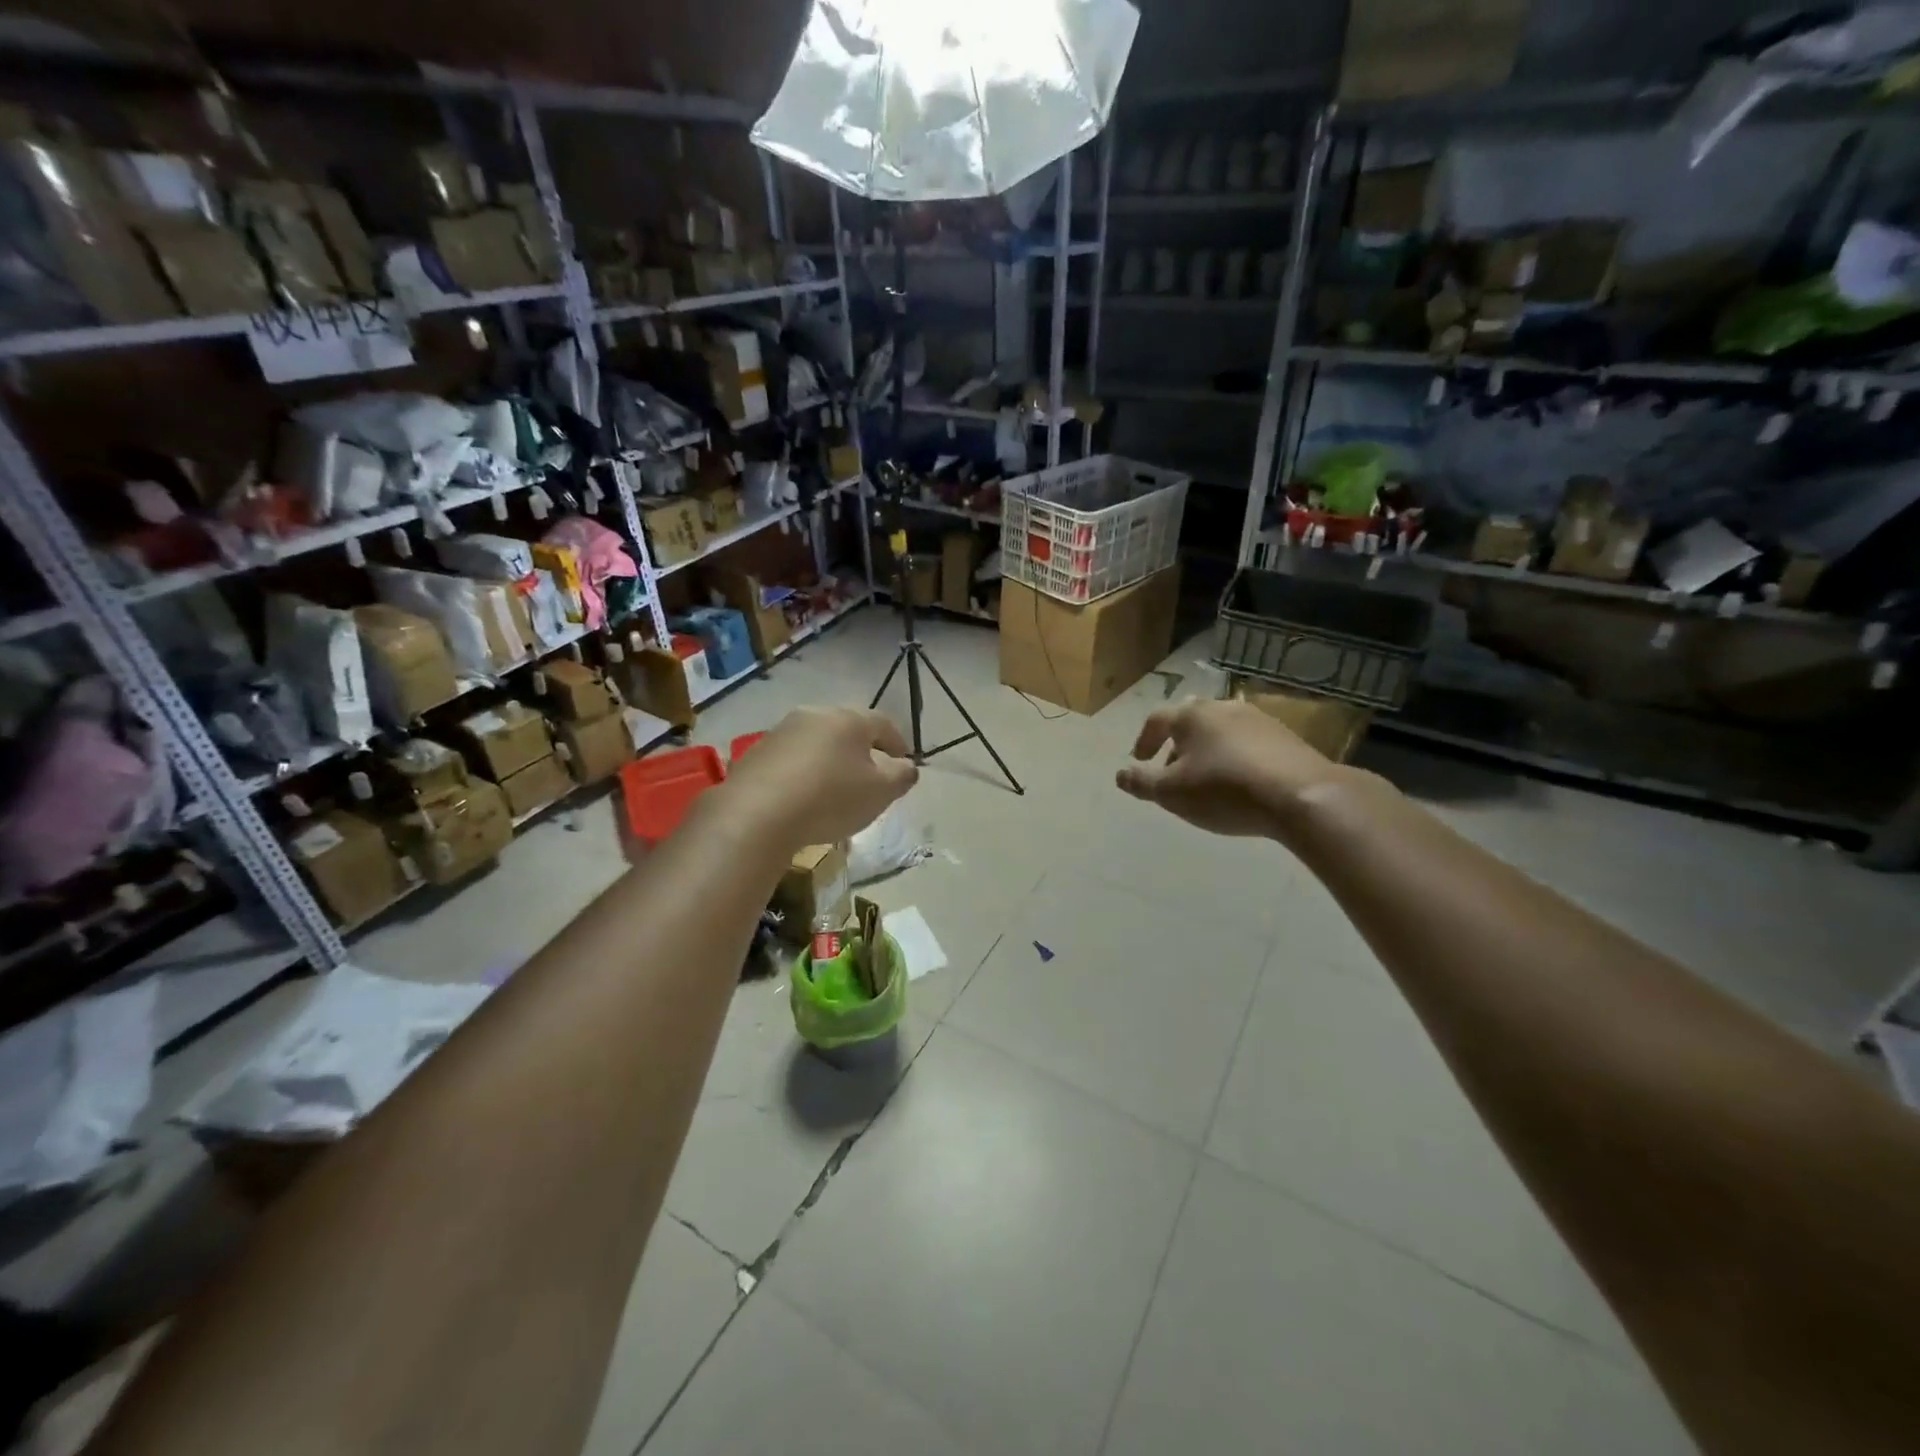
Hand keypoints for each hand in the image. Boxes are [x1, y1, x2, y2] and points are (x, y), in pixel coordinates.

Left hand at [719, 706, 918, 847]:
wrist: (756, 815)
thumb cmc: (830, 798)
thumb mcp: (880, 792)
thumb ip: (901, 776)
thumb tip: (907, 767)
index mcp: (849, 719)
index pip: (883, 723)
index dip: (898, 743)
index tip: (904, 763)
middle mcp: (814, 715)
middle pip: (847, 729)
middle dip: (863, 751)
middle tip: (871, 776)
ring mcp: (781, 732)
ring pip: (817, 742)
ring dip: (831, 761)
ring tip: (836, 790)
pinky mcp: (757, 753)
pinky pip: (792, 759)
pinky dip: (805, 773)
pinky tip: (804, 798)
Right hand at [1116, 697, 1345, 839]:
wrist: (1301, 796)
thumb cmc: (1224, 790)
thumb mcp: (1172, 793)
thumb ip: (1142, 782)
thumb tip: (1120, 774)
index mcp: (1191, 715)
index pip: (1156, 720)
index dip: (1144, 740)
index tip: (1139, 761)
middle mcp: (1223, 707)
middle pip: (1190, 721)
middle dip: (1177, 744)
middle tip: (1172, 770)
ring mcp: (1258, 719)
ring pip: (1220, 731)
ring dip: (1207, 751)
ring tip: (1205, 779)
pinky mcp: (1286, 736)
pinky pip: (1247, 743)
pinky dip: (1234, 757)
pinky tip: (1240, 783)